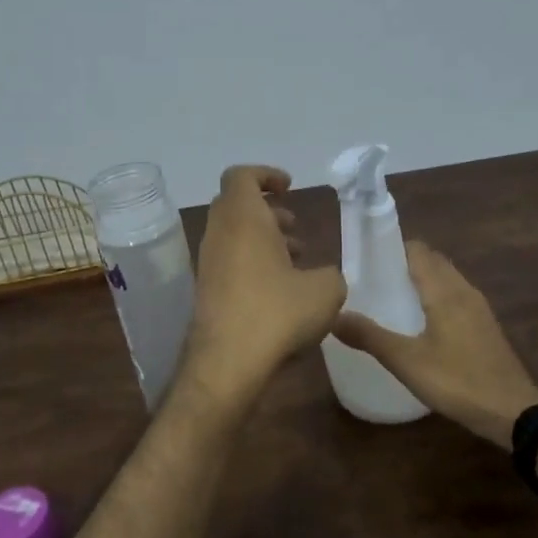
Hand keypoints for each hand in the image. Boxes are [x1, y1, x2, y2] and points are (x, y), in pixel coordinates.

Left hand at [186, 165, 345, 394]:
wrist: (227, 363)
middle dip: (269, 212)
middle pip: (238, 206)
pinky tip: (281, 292)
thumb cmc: (277, 312)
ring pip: (234, 237)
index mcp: (243, 217)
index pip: (242, 176)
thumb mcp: (325, 290)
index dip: (266, 175)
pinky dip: (254, 265)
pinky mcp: (206, 291)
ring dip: (264, 241)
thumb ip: (330, 274)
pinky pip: (231, 263)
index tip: (289, 188)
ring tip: (297, 262)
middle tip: (296, 229)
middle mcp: (219, 234)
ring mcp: (208, 263)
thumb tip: (323, 277)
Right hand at [332, 241, 537, 448]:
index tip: (367, 260)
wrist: (512, 411)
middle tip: (374, 282)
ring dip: (422, 282)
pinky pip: (456, 298)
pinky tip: (421, 324)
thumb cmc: (457, 380)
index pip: (418, 251)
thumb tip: (334, 316)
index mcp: (444, 291)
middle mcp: (464, 290)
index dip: (393, 249)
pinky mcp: (485, 326)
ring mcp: (479, 308)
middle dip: (405, 265)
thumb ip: (370, 336)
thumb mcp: (406, 361)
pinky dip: (436, 299)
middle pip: (433, 262)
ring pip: (447, 280)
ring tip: (392, 300)